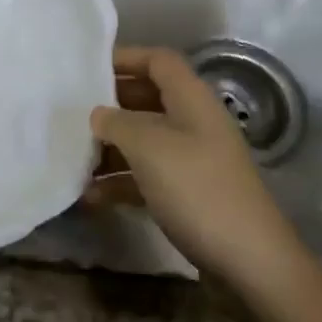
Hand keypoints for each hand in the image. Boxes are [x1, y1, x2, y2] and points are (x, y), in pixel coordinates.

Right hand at [90, 47, 305, 289]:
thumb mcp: (149, 148)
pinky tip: (89, 196)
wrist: (250, 264)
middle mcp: (194, 124)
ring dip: (109, 147)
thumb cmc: (198, 191)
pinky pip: (145, 176)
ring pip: (143, 140)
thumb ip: (116, 123)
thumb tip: (98, 115)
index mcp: (192, 101)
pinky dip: (119, 182)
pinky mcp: (187, 194)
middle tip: (70, 112)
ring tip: (72, 157)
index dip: (125, 58)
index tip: (86, 69)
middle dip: (109, 104)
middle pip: (147, 99)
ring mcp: (192, 161)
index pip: (158, 61)